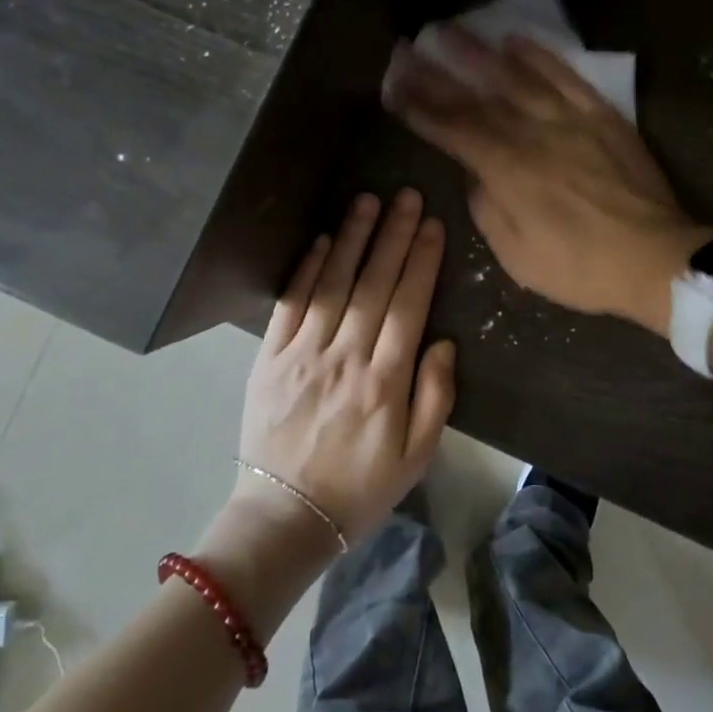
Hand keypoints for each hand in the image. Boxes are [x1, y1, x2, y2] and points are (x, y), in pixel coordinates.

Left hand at [234, 189, 455, 546]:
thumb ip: (436, 396)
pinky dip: (306, 270)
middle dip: (393, 235)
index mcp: (385, 382)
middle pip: (374, 284)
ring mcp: (303, 355)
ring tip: (367, 201)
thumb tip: (443, 341)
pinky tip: (322, 240)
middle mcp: (346, 358)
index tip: (432, 224)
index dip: (421, 261)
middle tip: (406, 195)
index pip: (408, 305)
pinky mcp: (269, 359)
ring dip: (352, 239)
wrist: (286, 516)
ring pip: (334, 285)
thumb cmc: (361, 487)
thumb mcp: (417, 456)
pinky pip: (290, 305)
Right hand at [383, 29, 712, 336]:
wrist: (654, 258)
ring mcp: (569, 120)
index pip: (452, 129)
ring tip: (450, 29)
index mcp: (507, 171)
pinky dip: (540, 57)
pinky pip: (566, 77)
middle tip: (407, 49)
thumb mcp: (518, 256)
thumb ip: (487, 208)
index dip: (419, 106)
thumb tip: (473, 173)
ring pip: (517, 77)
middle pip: (476, 97)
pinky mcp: (601, 116)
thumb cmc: (580, 268)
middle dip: (436, 73)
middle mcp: (532, 135)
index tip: (394, 86)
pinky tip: (516, 40)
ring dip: (480, 52)